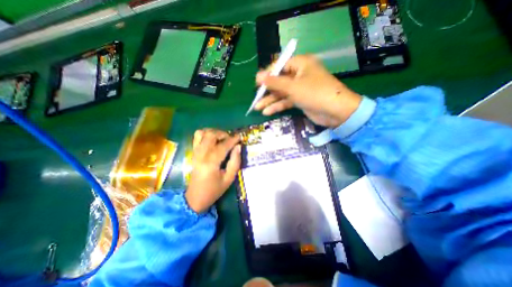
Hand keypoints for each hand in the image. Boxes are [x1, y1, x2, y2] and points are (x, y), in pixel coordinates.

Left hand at [185, 129, 240, 214]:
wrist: (195, 197)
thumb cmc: (214, 190)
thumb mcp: (229, 178)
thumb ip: (235, 161)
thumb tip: (238, 146)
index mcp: (211, 163)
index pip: (223, 146)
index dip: (232, 139)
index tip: (240, 137)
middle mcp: (201, 155)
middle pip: (211, 135)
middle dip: (223, 134)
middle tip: (231, 139)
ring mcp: (195, 152)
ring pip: (203, 133)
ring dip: (214, 132)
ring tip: (222, 138)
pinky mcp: (193, 152)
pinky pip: (197, 137)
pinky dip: (205, 134)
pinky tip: (212, 139)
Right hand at [254, 54, 361, 127]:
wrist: (335, 112)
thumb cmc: (314, 93)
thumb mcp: (293, 87)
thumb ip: (275, 82)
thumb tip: (258, 76)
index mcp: (300, 64)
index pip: (280, 66)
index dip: (267, 74)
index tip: (256, 83)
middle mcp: (300, 74)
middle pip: (279, 81)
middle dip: (267, 90)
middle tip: (255, 98)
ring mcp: (300, 88)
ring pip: (281, 93)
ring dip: (270, 100)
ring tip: (257, 107)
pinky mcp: (300, 99)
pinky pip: (286, 101)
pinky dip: (278, 106)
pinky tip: (267, 112)